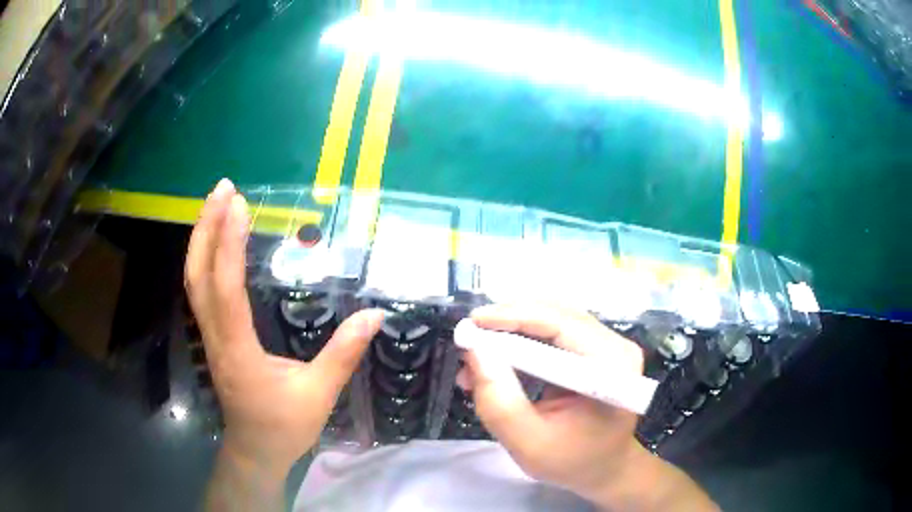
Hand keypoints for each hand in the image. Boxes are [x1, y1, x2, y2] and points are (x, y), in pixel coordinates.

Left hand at [185, 179, 383, 474]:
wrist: (255, 449)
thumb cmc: (284, 426)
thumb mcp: (318, 394)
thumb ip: (343, 353)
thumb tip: (373, 316)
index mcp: (238, 349)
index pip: (226, 288)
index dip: (228, 244)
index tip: (238, 205)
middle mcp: (215, 336)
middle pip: (198, 274)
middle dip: (206, 227)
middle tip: (222, 189)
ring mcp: (209, 336)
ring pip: (194, 280)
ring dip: (201, 238)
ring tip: (216, 204)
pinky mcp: (212, 336)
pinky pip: (201, 290)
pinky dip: (204, 258)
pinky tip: (215, 243)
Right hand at [456, 303, 649, 500]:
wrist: (603, 468)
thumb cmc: (571, 462)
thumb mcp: (528, 444)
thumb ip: (499, 402)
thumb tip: (473, 351)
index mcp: (611, 368)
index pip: (562, 324)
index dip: (515, 317)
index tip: (472, 323)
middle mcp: (615, 345)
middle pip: (556, 314)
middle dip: (508, 322)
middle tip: (469, 338)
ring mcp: (608, 344)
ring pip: (552, 318)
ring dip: (511, 330)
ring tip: (477, 353)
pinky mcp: (595, 348)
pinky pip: (554, 332)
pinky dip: (521, 340)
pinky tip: (497, 358)